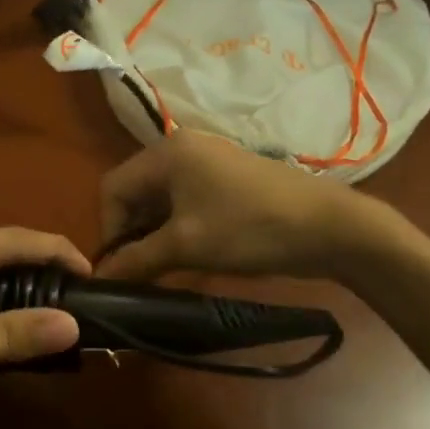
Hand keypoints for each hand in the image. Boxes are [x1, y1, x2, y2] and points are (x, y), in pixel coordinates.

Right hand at [95, 130, 406, 282]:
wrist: (331, 228)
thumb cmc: (249, 229)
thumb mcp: (186, 246)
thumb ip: (136, 260)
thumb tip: (98, 280)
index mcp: (166, 153)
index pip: (113, 188)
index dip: (108, 229)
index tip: (120, 267)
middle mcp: (181, 148)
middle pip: (135, 192)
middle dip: (130, 233)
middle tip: (139, 272)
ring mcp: (206, 162)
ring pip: (160, 200)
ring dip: (153, 234)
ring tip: (161, 269)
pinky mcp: (226, 180)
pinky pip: (184, 202)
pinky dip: (177, 228)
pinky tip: (186, 255)